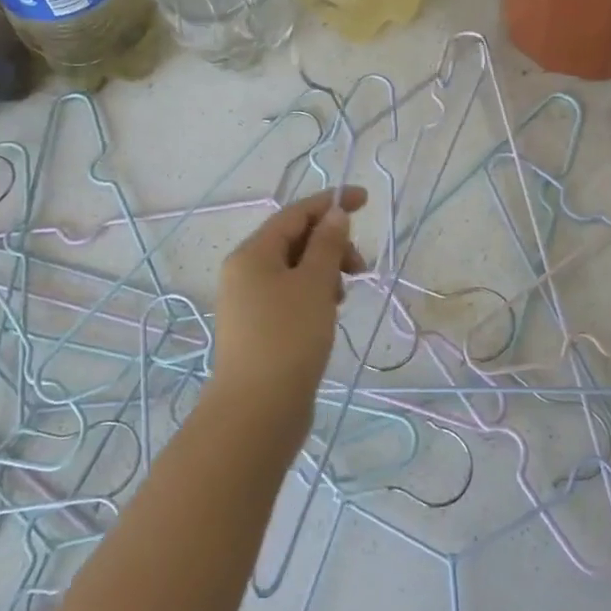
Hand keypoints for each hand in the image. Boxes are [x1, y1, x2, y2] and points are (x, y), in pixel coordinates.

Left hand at [210, 187, 366, 435]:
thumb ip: (327, 244)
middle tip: (359, 267)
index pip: (295, 213)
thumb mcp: (314, 283)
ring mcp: (249, 303)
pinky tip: (329, 314)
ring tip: (342, 297)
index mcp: (252, 254)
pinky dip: (314, 295)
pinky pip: (291, 296)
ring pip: (295, 270)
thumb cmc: (288, 337)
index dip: (331, 202)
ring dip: (325, 272)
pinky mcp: (259, 329)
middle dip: (331, 244)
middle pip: (294, 240)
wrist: (258, 411)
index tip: (365, 200)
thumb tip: (334, 215)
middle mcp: (245, 272)